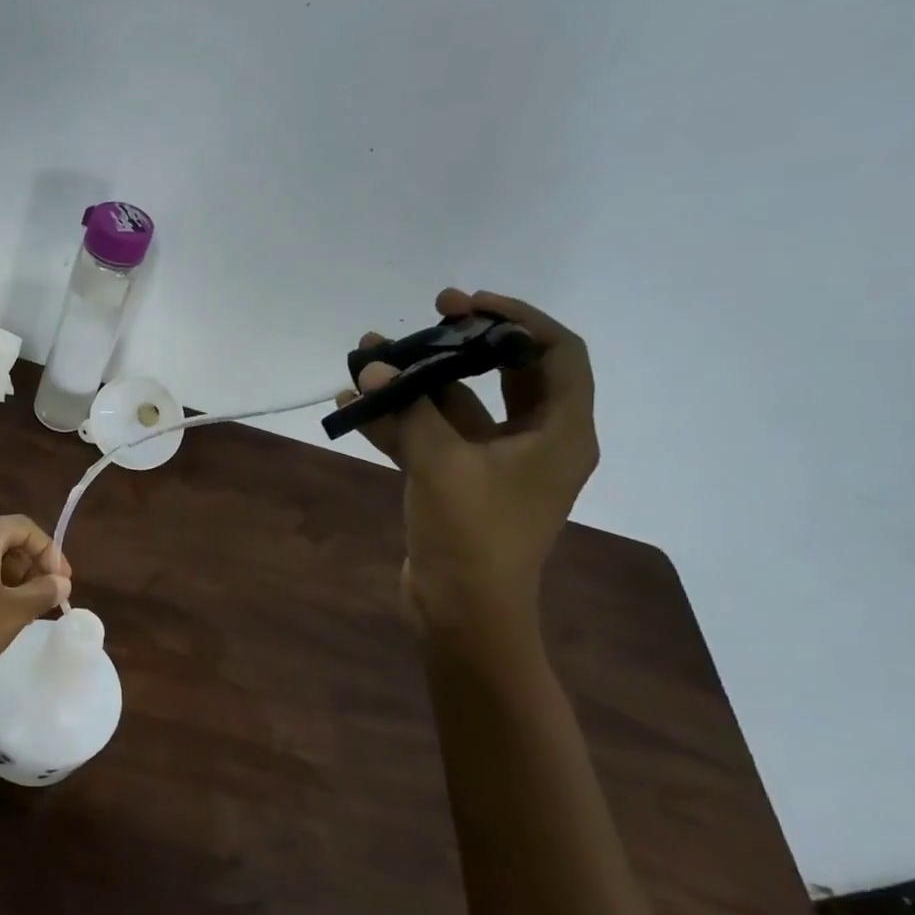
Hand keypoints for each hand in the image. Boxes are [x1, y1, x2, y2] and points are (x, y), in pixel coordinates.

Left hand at [0, 515, 72, 694]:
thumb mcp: (13, 612)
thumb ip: (43, 592)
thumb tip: (61, 582)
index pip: (23, 526)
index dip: (49, 550)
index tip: (62, 582)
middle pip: (3, 540)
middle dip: (30, 564)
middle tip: (46, 597)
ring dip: (10, 578)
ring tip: (24, 610)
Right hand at [352, 289, 597, 635]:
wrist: (461, 610)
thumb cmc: (472, 534)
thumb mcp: (443, 464)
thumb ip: (409, 410)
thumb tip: (371, 366)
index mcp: (559, 431)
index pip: (556, 353)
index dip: (516, 318)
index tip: (466, 304)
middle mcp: (534, 441)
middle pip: (505, 374)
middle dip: (461, 344)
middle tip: (425, 316)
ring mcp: (494, 464)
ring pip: (458, 406)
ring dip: (417, 383)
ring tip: (369, 356)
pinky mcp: (459, 483)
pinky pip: (432, 438)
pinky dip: (399, 422)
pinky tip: (354, 407)